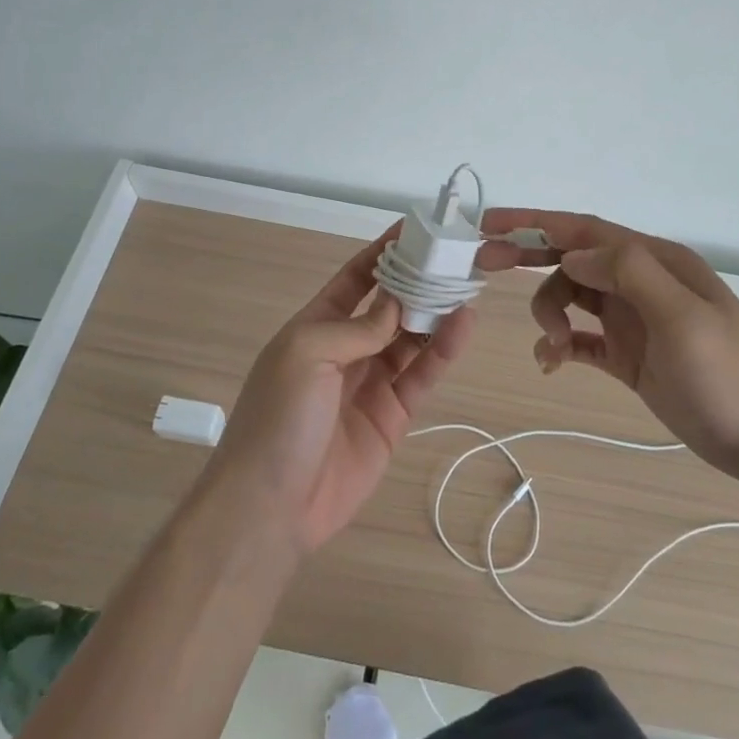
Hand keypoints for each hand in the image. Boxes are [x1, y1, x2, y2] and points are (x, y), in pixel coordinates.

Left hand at [206, 226, 473, 553]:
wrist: (270, 508)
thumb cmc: (277, 418)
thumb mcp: (306, 355)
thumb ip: (356, 327)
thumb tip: (397, 305)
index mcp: (314, 327)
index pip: (354, 279)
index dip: (381, 254)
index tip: (414, 230)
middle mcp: (345, 350)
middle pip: (389, 307)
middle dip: (418, 283)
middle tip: (454, 259)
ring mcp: (370, 383)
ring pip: (411, 339)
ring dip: (436, 314)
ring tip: (467, 286)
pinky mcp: (392, 416)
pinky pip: (421, 375)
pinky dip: (442, 351)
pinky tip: (462, 326)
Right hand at [480, 211, 738, 482]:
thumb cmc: (728, 374)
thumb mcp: (682, 315)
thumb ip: (627, 272)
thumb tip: (571, 252)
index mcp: (655, 261)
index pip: (585, 230)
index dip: (536, 222)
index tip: (490, 223)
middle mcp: (640, 282)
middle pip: (571, 257)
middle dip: (528, 256)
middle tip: (484, 263)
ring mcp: (633, 320)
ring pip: (572, 298)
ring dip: (549, 314)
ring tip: (551, 345)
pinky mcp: (628, 356)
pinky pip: (580, 339)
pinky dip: (559, 345)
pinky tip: (550, 363)